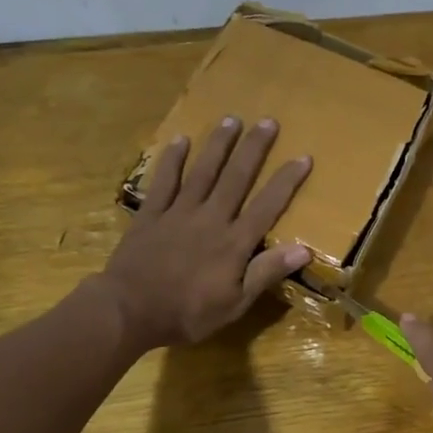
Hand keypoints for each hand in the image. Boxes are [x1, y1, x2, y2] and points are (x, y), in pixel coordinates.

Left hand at [101, 117, 312, 349]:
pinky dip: (172, 160)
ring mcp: (178, 212)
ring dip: (218, 145)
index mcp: (234, 242)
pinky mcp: (151, 214)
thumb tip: (304, 249)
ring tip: (231, 119)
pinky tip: (180, 140)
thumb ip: (266, 273)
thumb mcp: (234, 304)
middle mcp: (210, 218)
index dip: (286, 181)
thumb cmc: (187, 313)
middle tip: (267, 121)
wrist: (129, 310)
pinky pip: (164, 181)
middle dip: (254, 149)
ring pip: (203, 171)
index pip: (267, 206)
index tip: (303, 157)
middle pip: (236, 178)